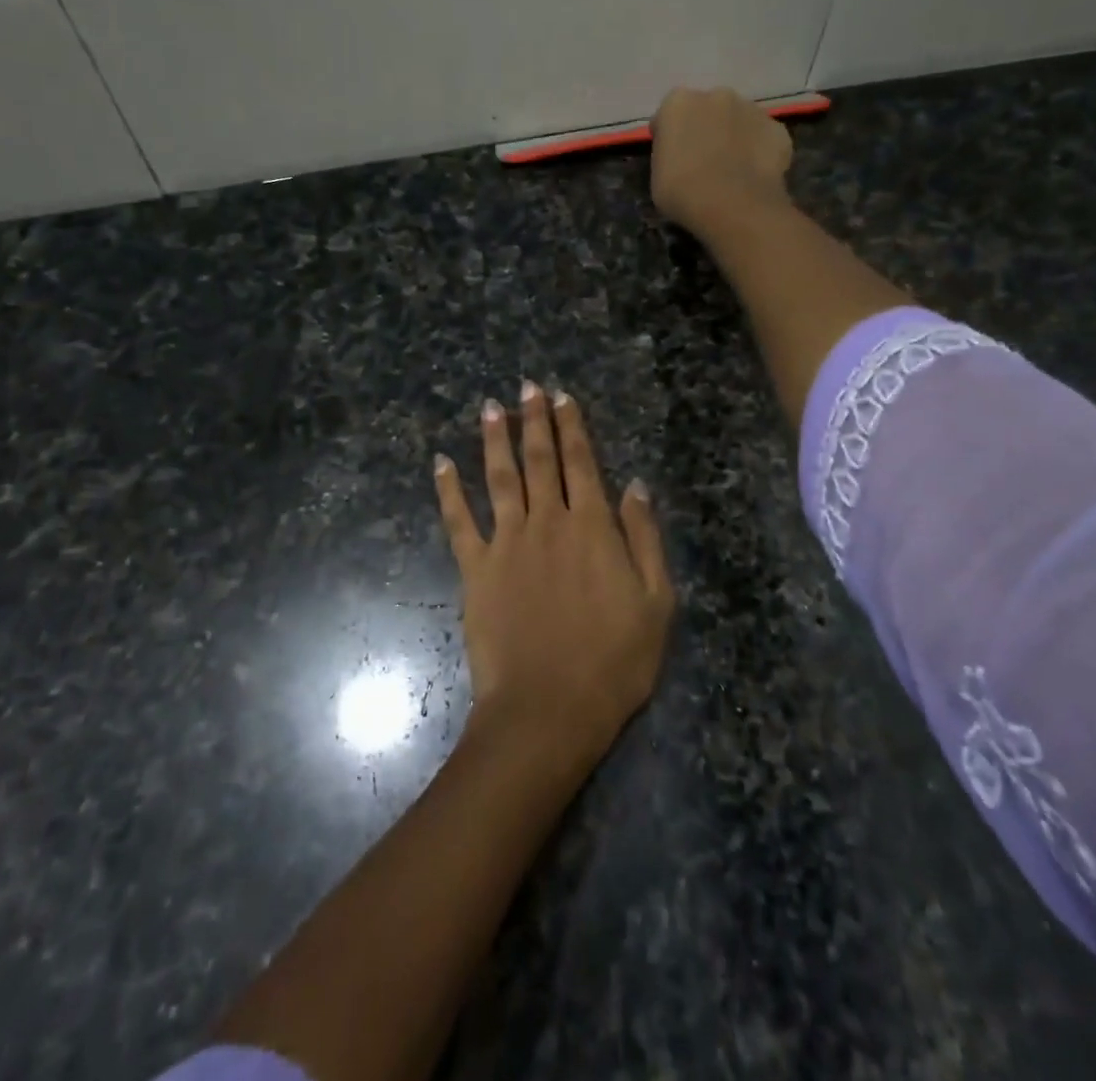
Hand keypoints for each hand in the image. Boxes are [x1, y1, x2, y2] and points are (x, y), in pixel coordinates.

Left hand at [435, 382, 674, 760]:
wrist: (549, 708)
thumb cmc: (614, 661)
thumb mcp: (656, 601)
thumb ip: (644, 538)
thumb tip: (634, 484)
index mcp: (592, 527)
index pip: (582, 463)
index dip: (572, 427)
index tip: (563, 397)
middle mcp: (547, 522)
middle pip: (539, 460)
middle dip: (534, 420)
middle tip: (527, 387)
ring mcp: (506, 543)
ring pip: (499, 477)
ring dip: (494, 439)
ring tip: (490, 407)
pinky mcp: (475, 569)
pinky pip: (458, 521)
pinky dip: (448, 490)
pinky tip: (440, 463)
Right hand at [649, 86, 793, 233]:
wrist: (733, 206)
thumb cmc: (683, 192)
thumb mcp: (657, 175)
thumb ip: (668, 155)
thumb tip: (681, 155)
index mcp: (678, 103)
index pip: (669, 116)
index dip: (670, 137)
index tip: (671, 159)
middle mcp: (716, 95)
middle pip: (708, 110)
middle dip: (705, 129)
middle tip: (703, 163)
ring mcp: (752, 109)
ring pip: (739, 120)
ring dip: (734, 137)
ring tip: (732, 171)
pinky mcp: (778, 129)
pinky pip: (764, 138)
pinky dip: (760, 151)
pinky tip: (754, 175)